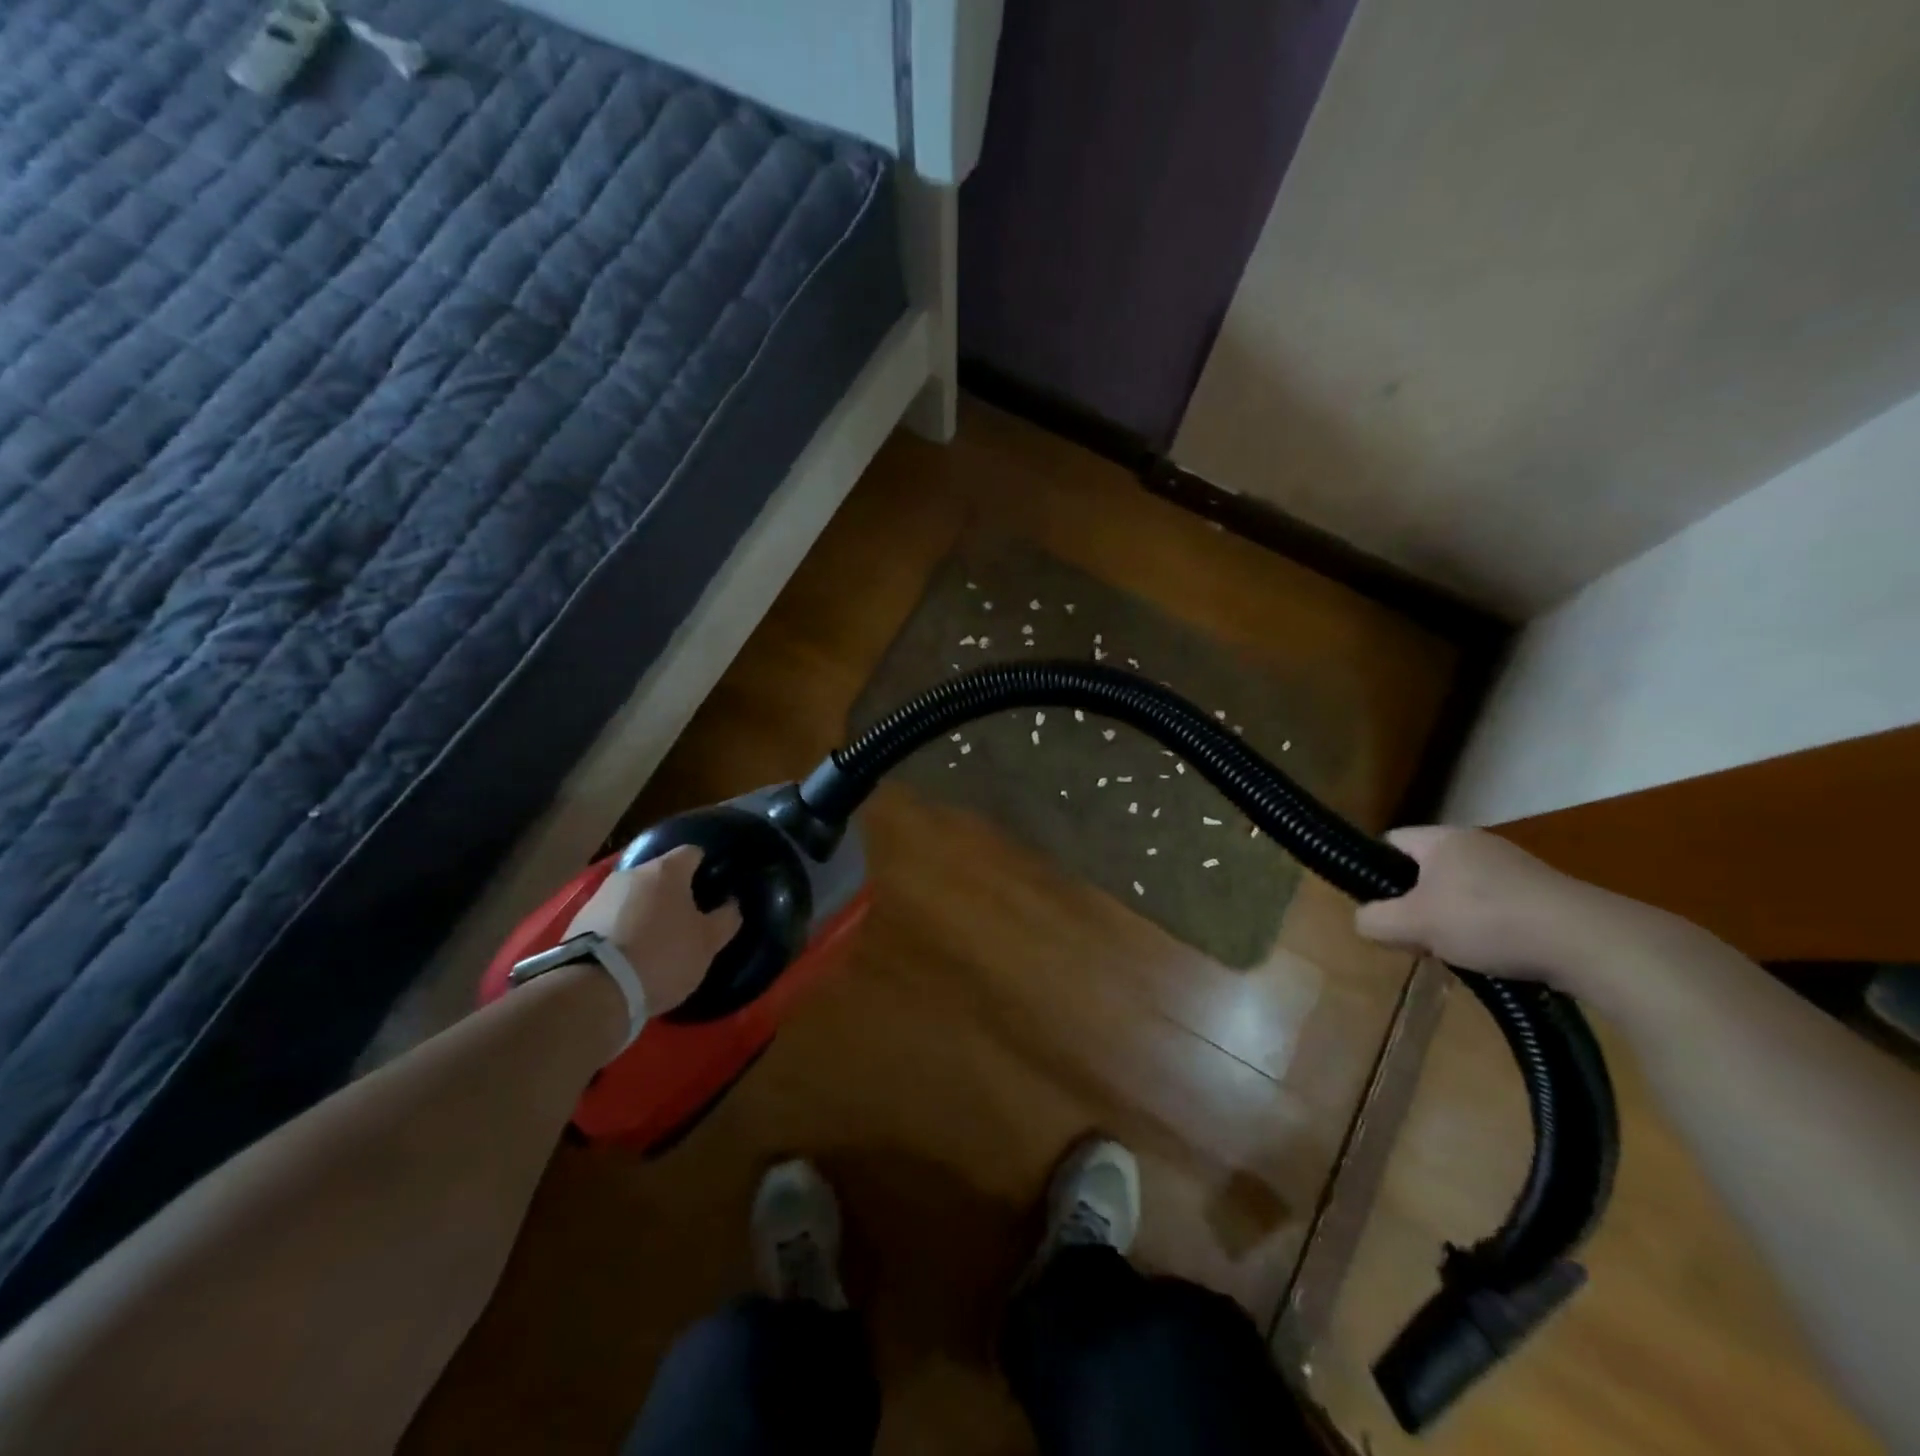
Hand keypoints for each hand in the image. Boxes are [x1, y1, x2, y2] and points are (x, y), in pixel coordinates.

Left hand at [564, 846, 742, 1015]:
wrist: (594, 990)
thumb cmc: (663, 956)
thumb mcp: (708, 943)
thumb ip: (726, 918)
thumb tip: (730, 903)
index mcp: (667, 870)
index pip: (693, 852)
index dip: (705, 868)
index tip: (712, 891)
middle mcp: (631, 873)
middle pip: (660, 874)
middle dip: (673, 892)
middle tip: (686, 920)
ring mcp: (600, 895)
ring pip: (634, 895)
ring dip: (645, 910)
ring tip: (655, 941)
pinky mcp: (577, 921)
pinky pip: (611, 917)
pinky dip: (622, 928)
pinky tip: (628, 954)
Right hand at [1353, 826, 1612, 986]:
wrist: (1590, 942)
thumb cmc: (1488, 921)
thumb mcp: (1414, 925)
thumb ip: (1375, 920)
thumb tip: (1365, 921)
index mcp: (1442, 838)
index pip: (1390, 842)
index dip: (1375, 870)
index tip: (1378, 905)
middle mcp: (1477, 843)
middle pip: (1425, 870)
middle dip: (1415, 903)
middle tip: (1414, 935)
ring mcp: (1515, 867)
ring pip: (1461, 891)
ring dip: (1451, 919)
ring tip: (1455, 952)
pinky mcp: (1546, 894)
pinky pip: (1497, 906)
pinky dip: (1488, 929)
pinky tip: (1494, 956)